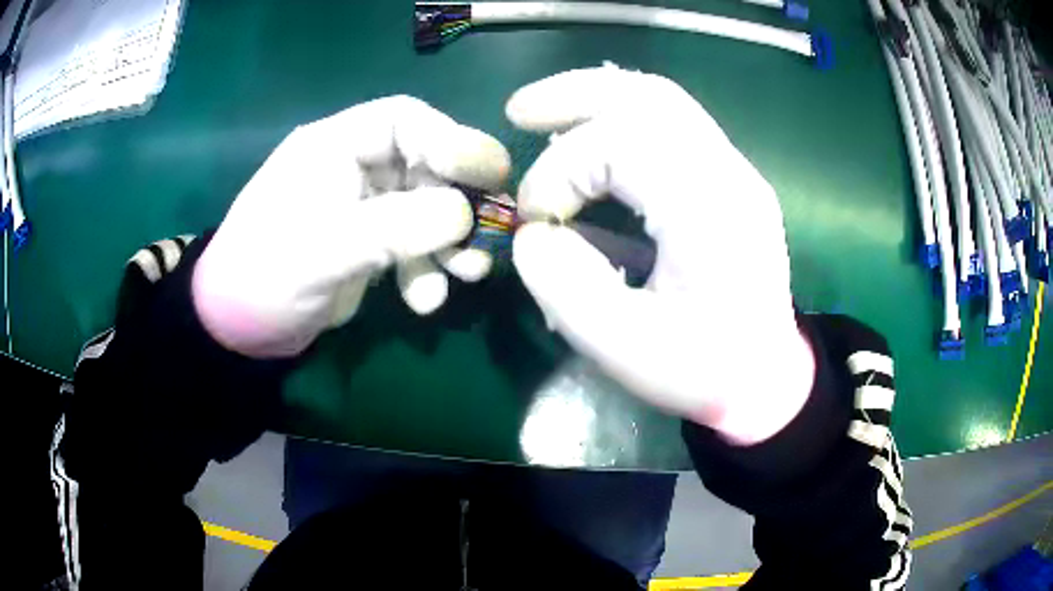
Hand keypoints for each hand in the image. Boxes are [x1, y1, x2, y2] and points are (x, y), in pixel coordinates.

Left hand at [193, 96, 509, 357]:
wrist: (237, 326)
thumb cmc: (266, 274)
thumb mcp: (324, 248)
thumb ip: (395, 226)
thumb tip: (464, 214)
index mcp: (334, 146)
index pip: (403, 120)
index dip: (450, 139)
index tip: (486, 174)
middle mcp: (353, 168)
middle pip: (424, 164)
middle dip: (459, 200)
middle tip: (493, 228)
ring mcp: (363, 208)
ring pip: (425, 209)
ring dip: (451, 241)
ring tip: (469, 273)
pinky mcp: (367, 245)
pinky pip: (411, 246)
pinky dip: (426, 271)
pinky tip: (425, 301)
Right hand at [507, 65, 814, 443]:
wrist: (768, 377)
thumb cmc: (705, 370)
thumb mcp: (625, 349)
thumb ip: (565, 288)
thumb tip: (533, 235)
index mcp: (710, 211)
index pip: (621, 145)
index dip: (560, 172)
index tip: (537, 222)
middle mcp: (729, 173)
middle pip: (648, 96)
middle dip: (574, 95)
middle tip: (519, 111)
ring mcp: (734, 170)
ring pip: (661, 100)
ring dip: (596, 98)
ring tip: (543, 112)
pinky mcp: (728, 178)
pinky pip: (671, 123)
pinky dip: (621, 118)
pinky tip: (591, 137)